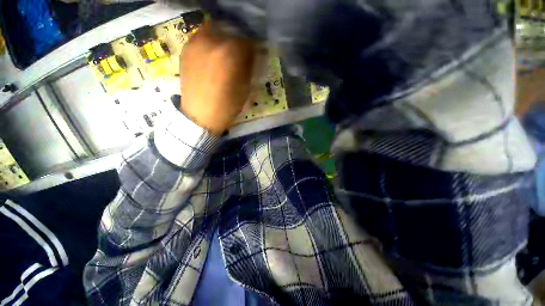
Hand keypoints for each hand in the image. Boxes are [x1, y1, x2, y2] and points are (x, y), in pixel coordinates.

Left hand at [180, 20, 256, 134]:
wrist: (200, 116)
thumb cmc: (227, 106)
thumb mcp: (246, 88)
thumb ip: (249, 68)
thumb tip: (252, 56)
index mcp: (231, 53)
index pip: (249, 41)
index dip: (254, 50)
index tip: (254, 58)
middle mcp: (212, 41)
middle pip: (232, 32)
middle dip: (239, 44)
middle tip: (241, 57)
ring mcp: (196, 42)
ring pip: (215, 31)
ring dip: (224, 41)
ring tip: (225, 56)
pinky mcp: (186, 49)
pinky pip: (202, 37)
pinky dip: (210, 44)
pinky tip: (212, 57)